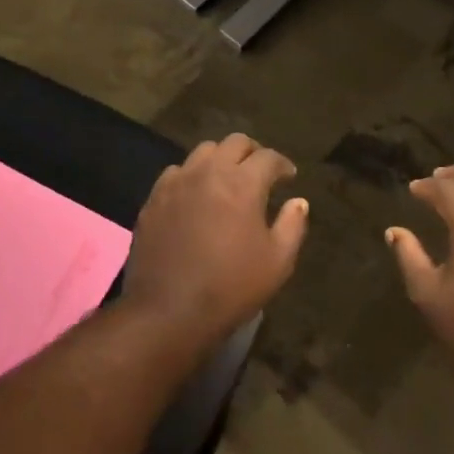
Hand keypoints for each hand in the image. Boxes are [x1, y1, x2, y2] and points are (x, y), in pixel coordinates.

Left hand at [122, 134, 308, 339]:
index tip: (289, 177)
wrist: (168, 311)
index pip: (268, 157)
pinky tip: (196, 196)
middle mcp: (209, 172)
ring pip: (203, 152)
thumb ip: (292, 226)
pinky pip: (176, 172)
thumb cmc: (231, 287)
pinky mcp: (154, 199)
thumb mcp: (277, 262)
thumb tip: (299, 202)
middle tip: (260, 172)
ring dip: (221, 160)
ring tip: (227, 180)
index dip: (283, 164)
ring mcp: (177, 183)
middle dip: (253, 152)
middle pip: (234, 143)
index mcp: (242, 183)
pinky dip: (192, 176)